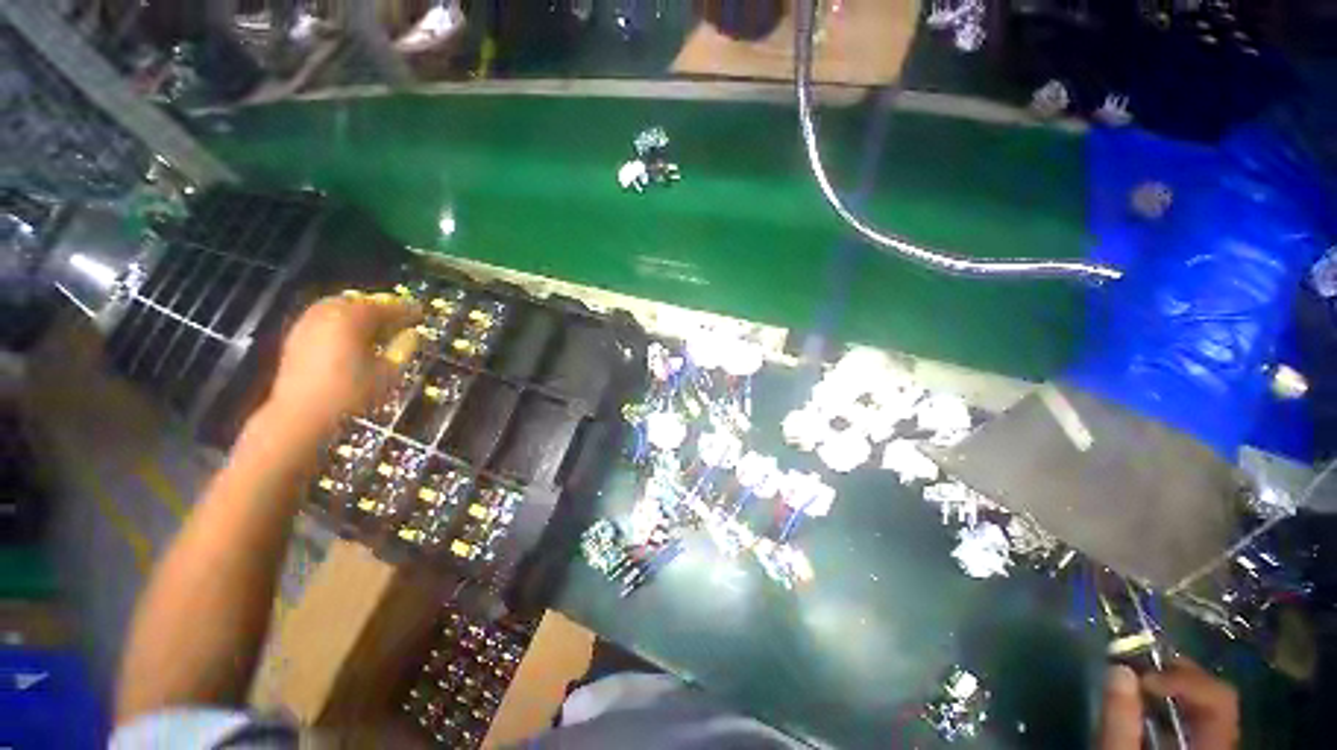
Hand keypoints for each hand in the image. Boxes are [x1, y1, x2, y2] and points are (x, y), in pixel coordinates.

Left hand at [266, 293, 421, 436]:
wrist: (300, 414)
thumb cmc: (350, 393)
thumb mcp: (387, 372)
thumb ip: (403, 348)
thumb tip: (413, 334)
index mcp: (352, 318)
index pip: (385, 306)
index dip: (406, 310)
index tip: (421, 313)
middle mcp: (327, 312)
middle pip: (360, 302)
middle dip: (382, 308)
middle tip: (400, 318)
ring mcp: (308, 322)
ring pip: (340, 307)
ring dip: (361, 313)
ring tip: (379, 327)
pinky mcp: (297, 335)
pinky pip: (326, 318)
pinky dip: (343, 321)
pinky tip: (353, 336)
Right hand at [1099, 659, 1238, 748]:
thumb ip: (1120, 721)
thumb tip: (1118, 669)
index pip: (1221, 700)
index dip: (1185, 679)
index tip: (1141, 674)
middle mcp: (1221, 747)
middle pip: (1215, 700)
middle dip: (1176, 677)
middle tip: (1136, 663)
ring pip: (1203, 709)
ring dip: (1171, 688)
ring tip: (1136, 678)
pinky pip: (1193, 721)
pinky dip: (1168, 704)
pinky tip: (1143, 701)